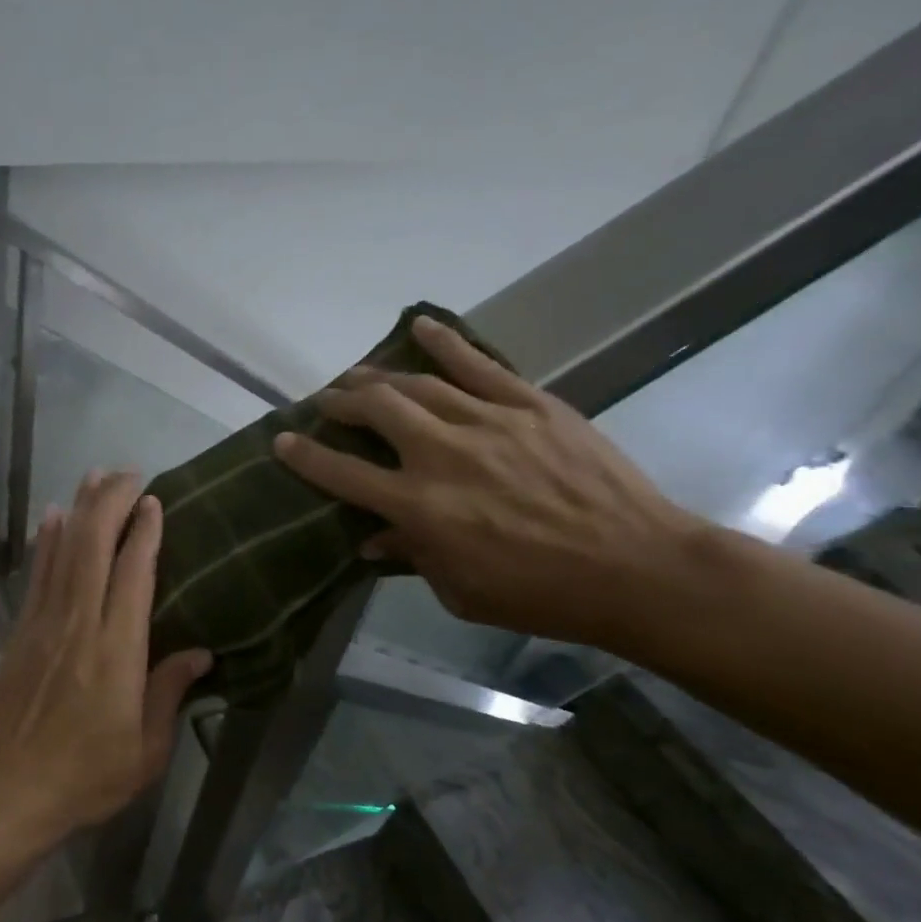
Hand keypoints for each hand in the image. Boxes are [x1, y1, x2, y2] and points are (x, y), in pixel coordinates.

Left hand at [0, 469, 213, 844]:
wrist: (7, 792)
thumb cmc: (86, 777)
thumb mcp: (145, 751)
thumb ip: (170, 693)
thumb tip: (202, 652)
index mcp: (118, 652)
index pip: (133, 575)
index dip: (145, 533)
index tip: (156, 501)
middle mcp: (80, 624)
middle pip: (94, 547)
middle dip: (112, 502)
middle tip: (130, 473)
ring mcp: (45, 623)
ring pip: (64, 550)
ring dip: (80, 508)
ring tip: (95, 475)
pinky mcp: (21, 631)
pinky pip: (37, 574)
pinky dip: (47, 540)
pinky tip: (54, 515)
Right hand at [272, 316, 709, 649]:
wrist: (639, 569)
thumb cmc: (542, 594)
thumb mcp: (462, 593)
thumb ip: (412, 557)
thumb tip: (371, 540)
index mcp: (421, 508)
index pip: (344, 473)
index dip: (305, 455)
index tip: (281, 440)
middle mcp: (443, 455)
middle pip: (375, 411)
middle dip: (341, 402)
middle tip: (328, 402)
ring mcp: (488, 422)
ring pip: (417, 384)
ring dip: (379, 376)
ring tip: (359, 375)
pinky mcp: (530, 405)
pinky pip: (479, 364)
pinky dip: (445, 343)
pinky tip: (420, 327)